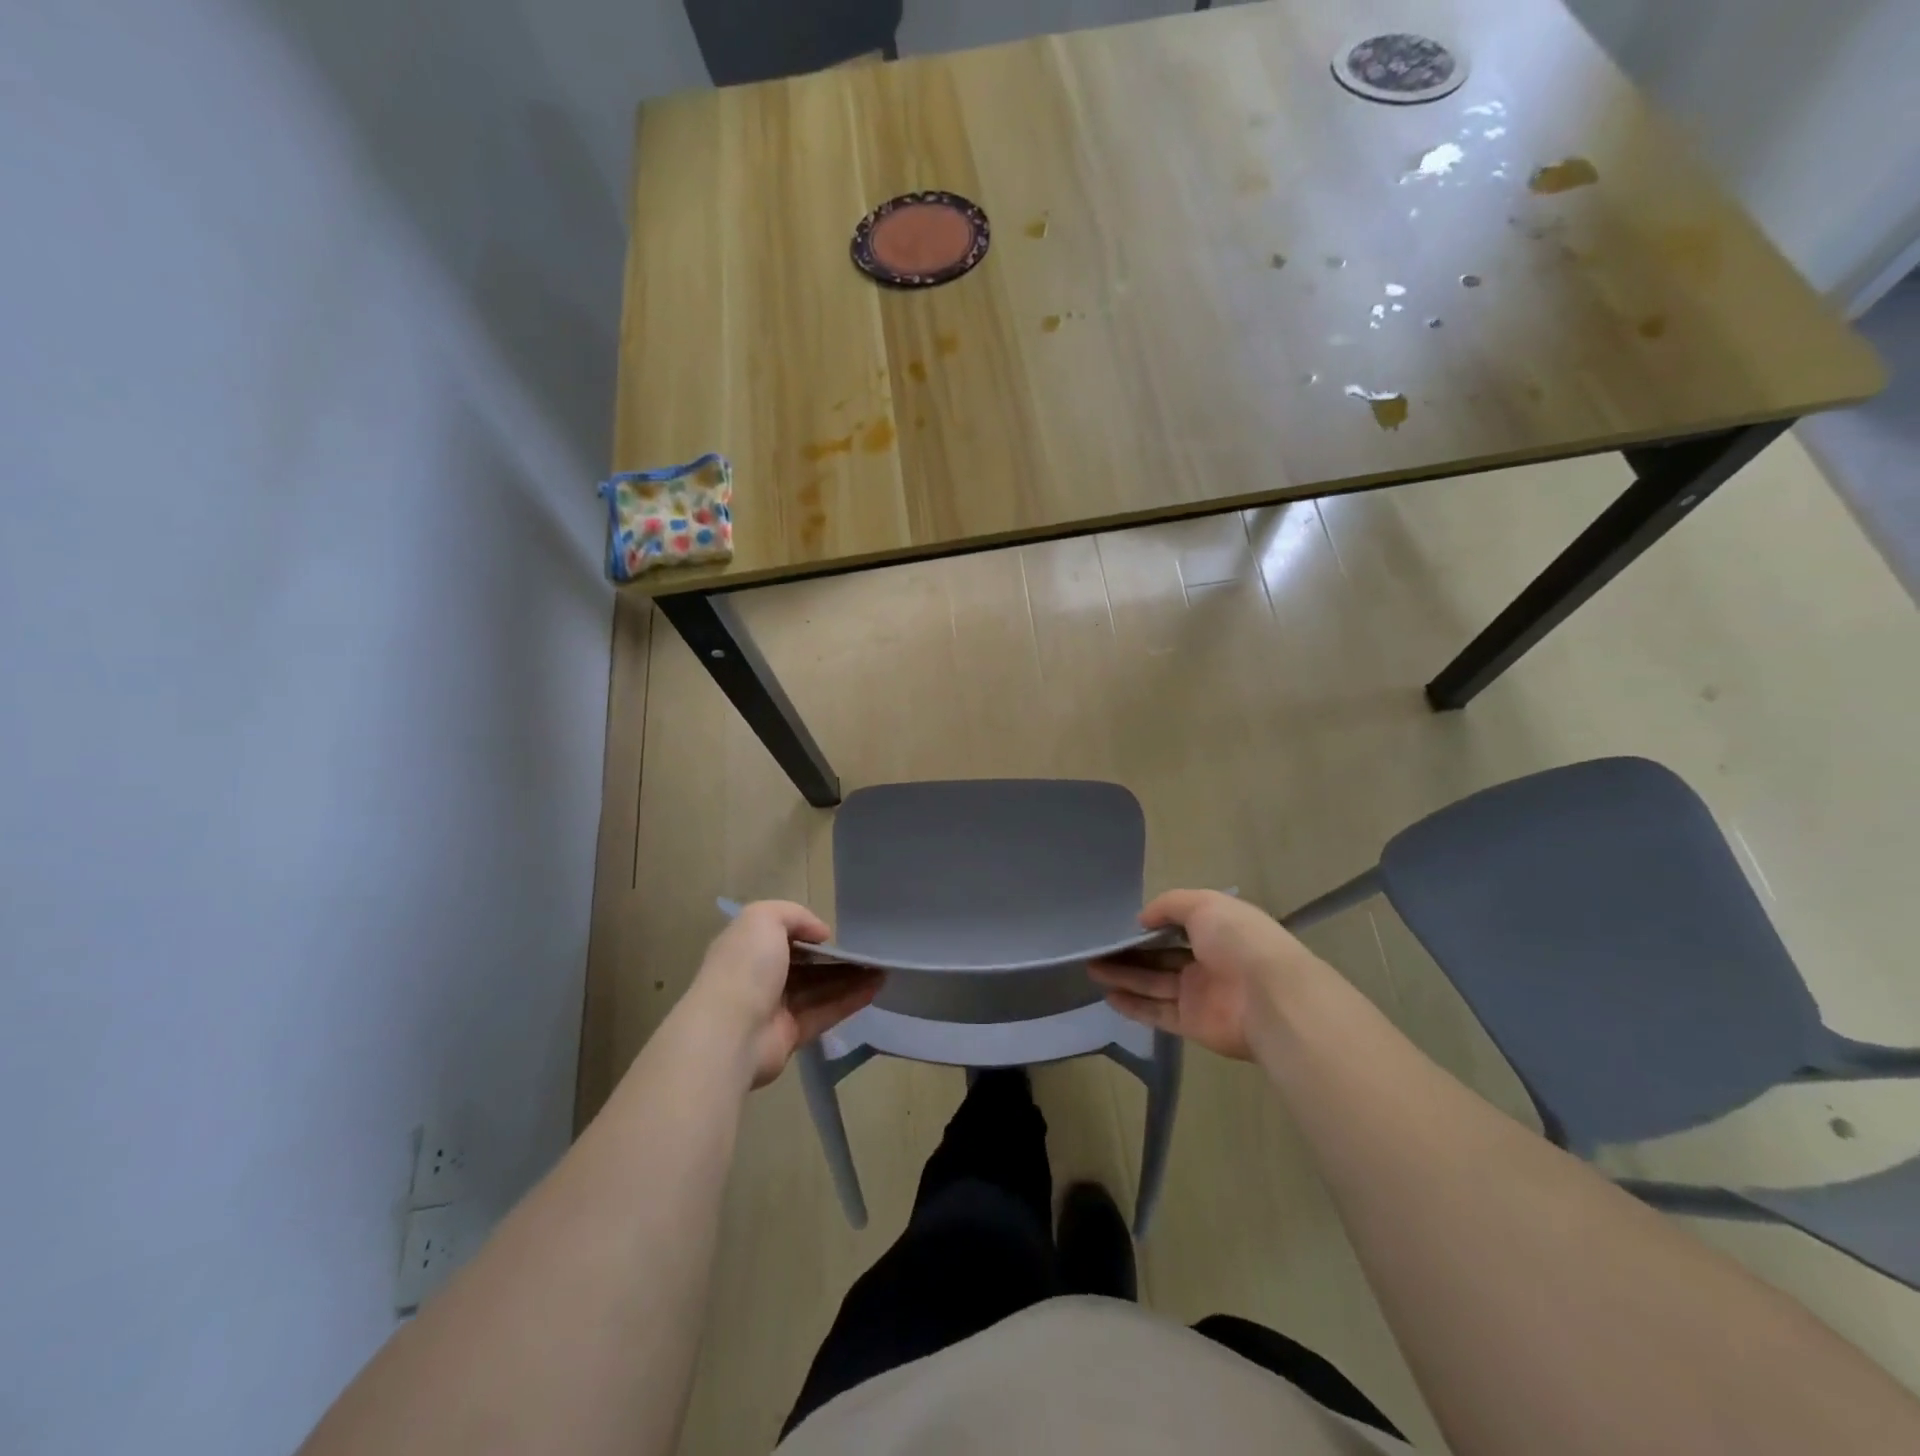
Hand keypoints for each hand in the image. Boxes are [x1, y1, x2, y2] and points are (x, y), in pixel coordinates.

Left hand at [681, 901, 882, 1088]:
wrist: (729, 1032)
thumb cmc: (745, 967)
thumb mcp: (764, 918)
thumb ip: (795, 915)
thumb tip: (821, 935)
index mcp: (748, 947)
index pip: (782, 936)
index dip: (809, 933)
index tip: (836, 934)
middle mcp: (760, 976)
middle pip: (805, 965)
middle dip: (837, 958)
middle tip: (870, 952)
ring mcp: (775, 1008)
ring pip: (819, 989)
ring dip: (851, 978)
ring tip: (882, 969)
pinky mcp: (790, 1035)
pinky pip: (825, 1013)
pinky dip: (850, 1001)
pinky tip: (875, 988)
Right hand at [1089, 890, 1324, 1061]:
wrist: (1270, 998)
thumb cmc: (1238, 940)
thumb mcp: (1203, 904)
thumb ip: (1169, 906)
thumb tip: (1142, 920)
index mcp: (1217, 930)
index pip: (1180, 925)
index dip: (1152, 924)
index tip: (1122, 923)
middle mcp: (1208, 961)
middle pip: (1161, 956)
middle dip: (1130, 952)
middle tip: (1096, 948)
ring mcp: (1199, 994)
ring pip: (1153, 983)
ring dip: (1123, 976)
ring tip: (1091, 968)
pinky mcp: (1192, 1023)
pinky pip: (1157, 1013)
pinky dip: (1133, 1006)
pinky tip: (1108, 996)